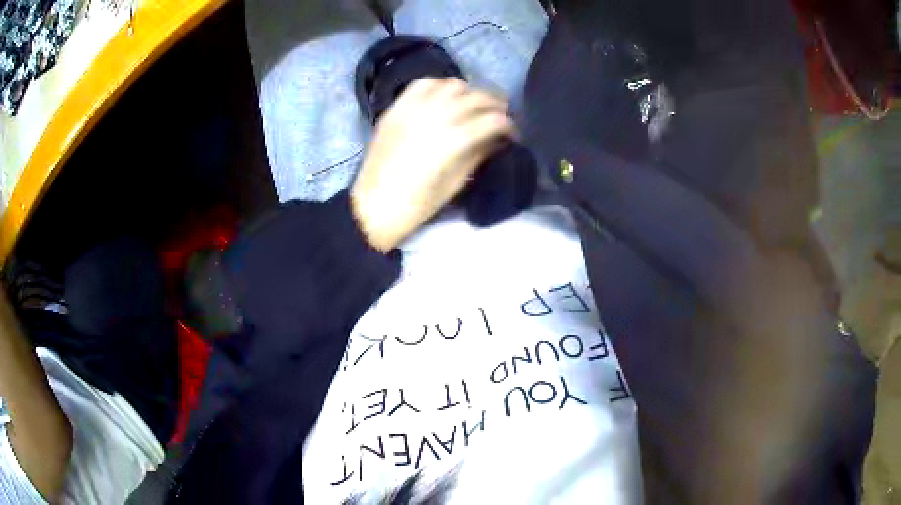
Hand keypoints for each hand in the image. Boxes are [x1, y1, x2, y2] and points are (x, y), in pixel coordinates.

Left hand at [351, 78, 514, 251]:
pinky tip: (446, 95)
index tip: (512, 134)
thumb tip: (496, 140)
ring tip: (474, 104)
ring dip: (470, 91)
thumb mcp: (454, 185)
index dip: (508, 126)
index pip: (492, 121)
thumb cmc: (416, 205)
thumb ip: (477, 156)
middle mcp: (434, 117)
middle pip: (475, 97)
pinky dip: (439, 85)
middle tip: (501, 115)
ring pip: (451, 85)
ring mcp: (412, 109)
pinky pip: (422, 84)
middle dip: (495, 104)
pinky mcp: (396, 108)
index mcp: (451, 142)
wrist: (372, 206)